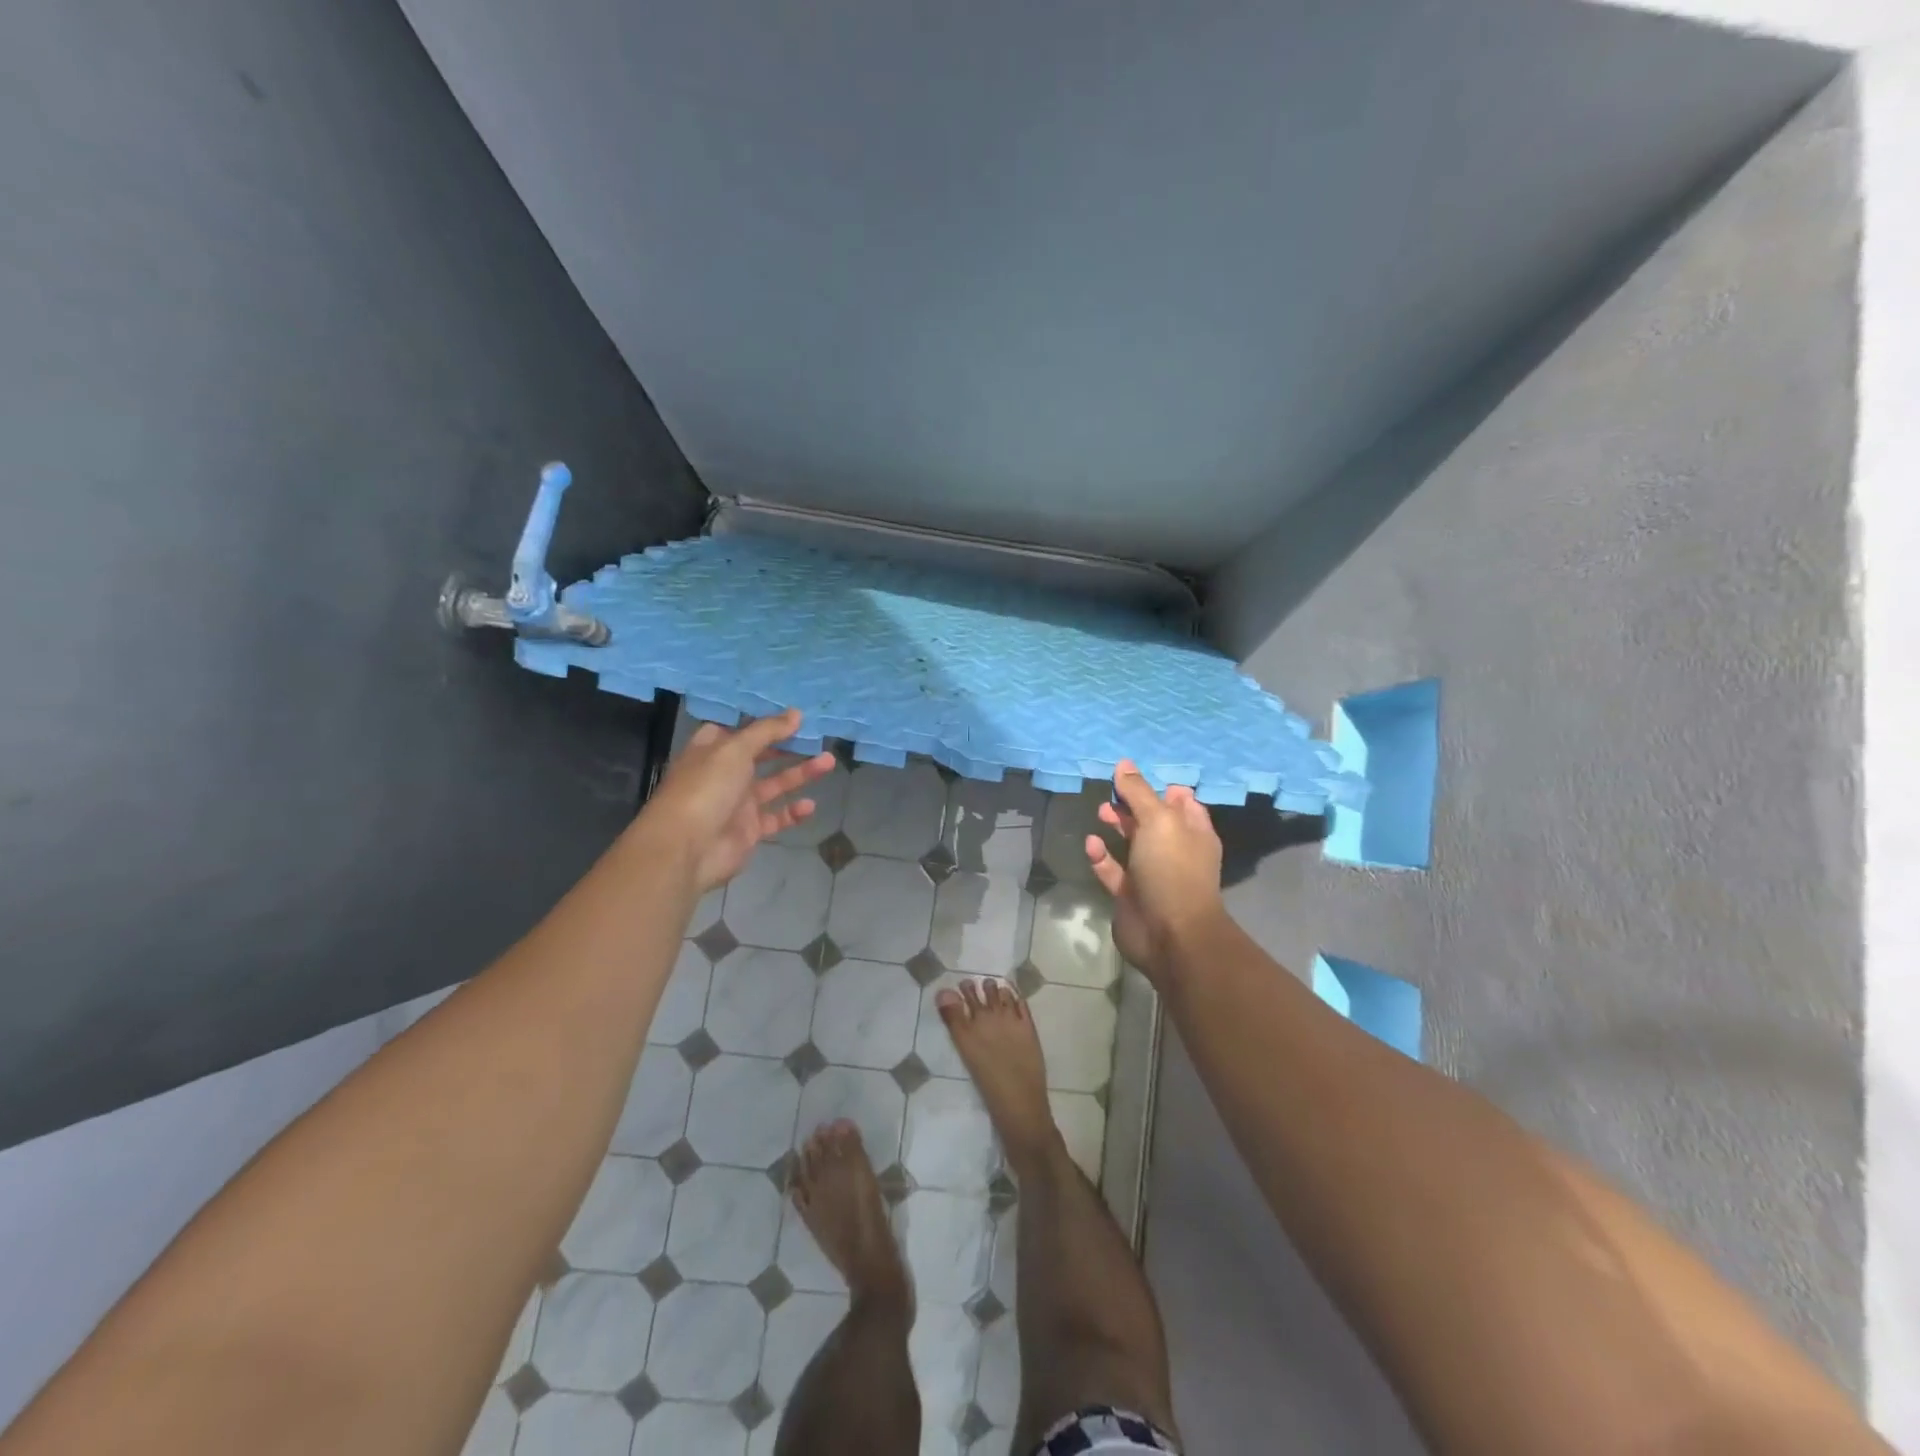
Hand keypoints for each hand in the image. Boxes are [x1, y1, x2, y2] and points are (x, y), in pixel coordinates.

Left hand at [639, 709, 836, 891]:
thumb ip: (767, 731)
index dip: (762, 721)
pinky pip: (776, 817)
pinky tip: (810, 805)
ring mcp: (737, 803)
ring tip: (829, 761)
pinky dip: (793, 812)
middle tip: (817, 736)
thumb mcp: (735, 749)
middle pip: (761, 755)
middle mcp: (724, 774)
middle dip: (788, 746)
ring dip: (800, 774)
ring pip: (774, 784)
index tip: (791, 713)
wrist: (687, 848)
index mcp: (712, 750)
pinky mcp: (749, 830)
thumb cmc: (706, 788)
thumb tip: (796, 713)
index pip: (738, 729)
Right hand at [1086, 760, 1226, 982]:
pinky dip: (1101, 856)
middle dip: (1132, 803)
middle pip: (1152, 818)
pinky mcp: (1129, 893)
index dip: (1160, 786)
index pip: (1181, 800)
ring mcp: (1152, 873)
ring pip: (1132, 842)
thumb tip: (1124, 763)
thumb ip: (1139, 792)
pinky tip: (1091, 844)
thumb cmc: (1172, 869)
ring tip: (1100, 811)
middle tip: (1112, 792)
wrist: (1170, 934)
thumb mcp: (1158, 820)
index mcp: (1193, 831)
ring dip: (1116, 825)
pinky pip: (1113, 869)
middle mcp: (1174, 850)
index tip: (1134, 774)